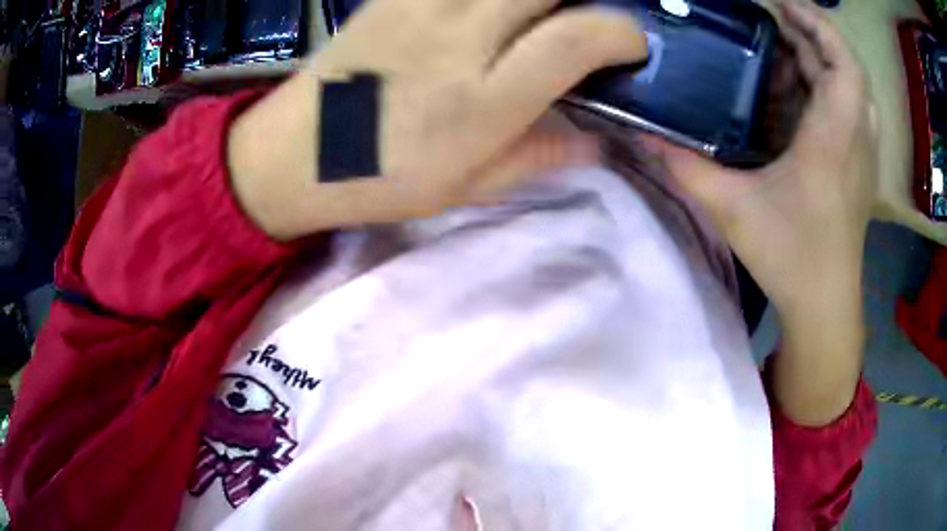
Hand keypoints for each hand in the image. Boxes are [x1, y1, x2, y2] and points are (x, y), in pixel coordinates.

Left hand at [229, 0, 646, 239]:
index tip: (633, 43)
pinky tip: (494, 10)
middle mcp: (458, 38)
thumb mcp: (469, 187)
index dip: (622, 33)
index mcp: (483, 99)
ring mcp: (421, 7)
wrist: (297, 153)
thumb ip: (540, 156)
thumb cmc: (381, 179)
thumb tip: (598, 140)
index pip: (576, 38)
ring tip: (545, 14)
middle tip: (591, 15)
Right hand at [644, 0, 876, 424]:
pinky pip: (855, 110)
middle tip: (778, 19)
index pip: (844, 67)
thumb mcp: (731, 210)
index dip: (820, 27)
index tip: (787, 5)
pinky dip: (834, 85)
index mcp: (832, 142)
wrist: (825, 304)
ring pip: (855, 89)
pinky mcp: (861, 167)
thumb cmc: (789, 258)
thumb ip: (686, 167)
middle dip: (816, 34)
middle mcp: (855, 140)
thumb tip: (643, 134)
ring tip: (791, 44)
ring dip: (826, 58)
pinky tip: (809, 87)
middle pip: (849, 69)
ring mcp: (862, 155)